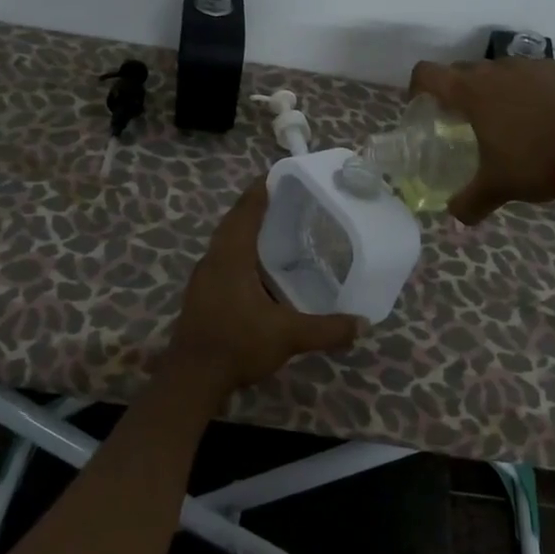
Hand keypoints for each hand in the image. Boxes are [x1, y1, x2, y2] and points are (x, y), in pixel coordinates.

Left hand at [165, 182, 364, 394]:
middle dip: (256, 208)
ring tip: (278, 231)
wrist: (192, 380)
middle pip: (234, 223)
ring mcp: (203, 279)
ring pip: (226, 244)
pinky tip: (261, 271)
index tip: (278, 174)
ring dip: (247, 233)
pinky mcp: (202, 296)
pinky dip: (242, 256)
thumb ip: (327, 329)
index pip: (246, 210)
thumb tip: (363, 324)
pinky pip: (224, 262)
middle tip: (286, 201)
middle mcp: (214, 260)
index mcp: (231, 256)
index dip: (260, 190)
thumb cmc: (237, 344)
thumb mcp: (288, 336)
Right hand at [408, 57, 554, 222]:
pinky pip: (536, 74)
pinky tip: (545, 117)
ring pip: (502, 70)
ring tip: (510, 120)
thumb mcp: (498, 187)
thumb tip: (455, 216)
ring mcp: (533, 65)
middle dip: (458, 91)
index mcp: (472, 93)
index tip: (422, 105)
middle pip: (464, 70)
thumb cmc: (537, 161)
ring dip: (497, 89)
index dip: (418, 86)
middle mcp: (498, 70)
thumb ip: (469, 202)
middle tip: (465, 120)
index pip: (428, 74)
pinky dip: (531, 90)